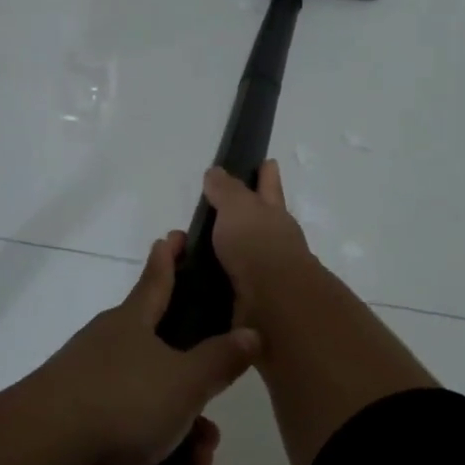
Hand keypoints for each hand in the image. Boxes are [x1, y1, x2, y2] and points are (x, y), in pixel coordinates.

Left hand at [23, 232, 258, 464]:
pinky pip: (131, 440)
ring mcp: (90, 387)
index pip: (158, 278)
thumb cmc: (120, 402)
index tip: (175, 235)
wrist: (38, 459)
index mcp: (133, 322)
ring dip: (180, 442)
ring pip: (153, 408)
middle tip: (210, 434)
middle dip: (195, 399)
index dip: (170, 257)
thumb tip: (252, 332)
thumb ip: (221, 359)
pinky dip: (156, 463)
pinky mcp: (78, 429)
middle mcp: (110, 347)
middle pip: (166, 361)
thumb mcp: (184, 381)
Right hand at [202, 161, 313, 317]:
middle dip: (243, 216)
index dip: (267, 176)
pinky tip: (196, 282)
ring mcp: (264, 272)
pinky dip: (214, 281)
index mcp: (272, 213)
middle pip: (257, 223)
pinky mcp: (250, 301)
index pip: (269, 187)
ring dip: (221, 253)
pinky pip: (228, 284)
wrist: (273, 302)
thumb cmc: (257, 244)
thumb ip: (226, 190)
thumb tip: (216, 172)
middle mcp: (272, 241)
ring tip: (191, 251)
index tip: (268, 162)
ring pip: (241, 255)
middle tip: (214, 212)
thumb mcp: (238, 207)